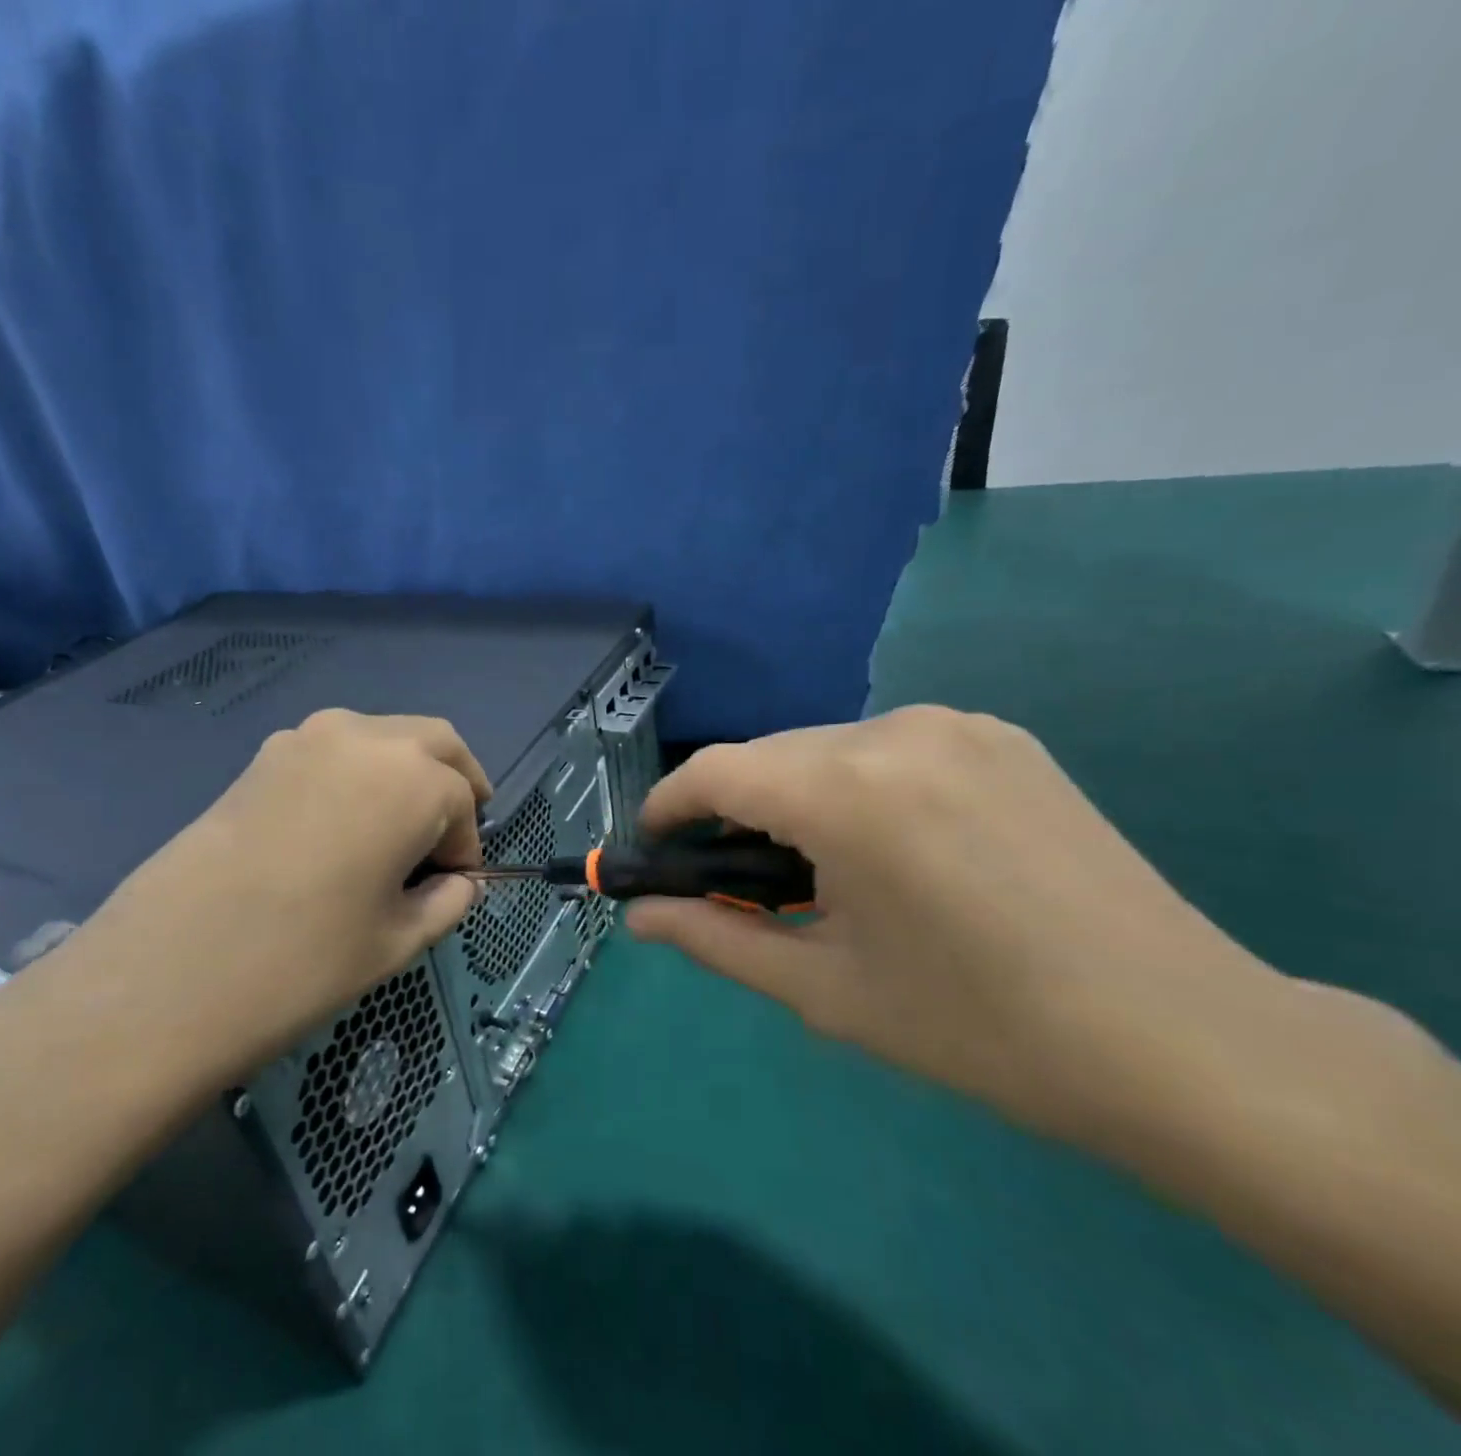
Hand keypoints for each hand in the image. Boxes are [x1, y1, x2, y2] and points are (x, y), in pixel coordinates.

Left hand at [0, 710, 490, 1141]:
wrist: (169, 968)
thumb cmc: (304, 960)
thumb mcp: (397, 941)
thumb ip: (446, 902)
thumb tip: (458, 883)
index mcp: (413, 779)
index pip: (463, 801)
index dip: (466, 846)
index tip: (454, 884)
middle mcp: (366, 738)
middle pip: (434, 742)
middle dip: (454, 782)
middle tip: (449, 834)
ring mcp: (308, 738)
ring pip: (383, 737)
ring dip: (405, 770)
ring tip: (395, 829)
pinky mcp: (265, 755)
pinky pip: (335, 749)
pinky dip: (359, 772)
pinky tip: (341, 824)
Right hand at [625, 706, 1277, 1138]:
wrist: (1182, 1041)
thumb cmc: (980, 1028)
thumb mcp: (824, 989)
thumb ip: (715, 938)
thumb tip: (639, 916)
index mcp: (846, 792)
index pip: (714, 771)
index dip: (667, 807)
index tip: (655, 849)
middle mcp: (895, 731)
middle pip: (768, 756)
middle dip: (732, 809)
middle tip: (737, 879)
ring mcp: (957, 724)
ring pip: (825, 747)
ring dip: (795, 796)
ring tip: (818, 870)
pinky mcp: (1002, 736)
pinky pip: (889, 747)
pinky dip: (856, 785)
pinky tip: (889, 847)